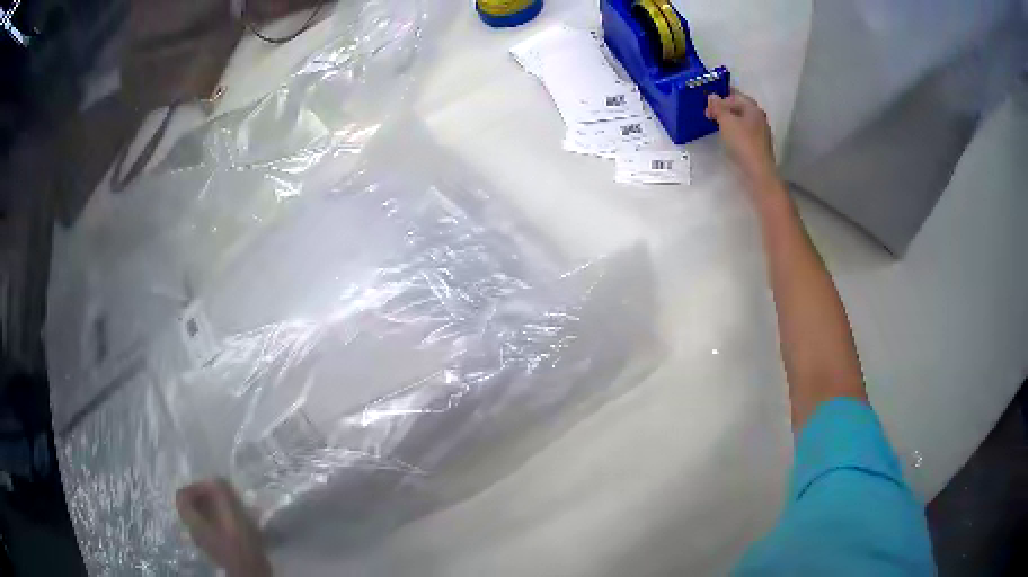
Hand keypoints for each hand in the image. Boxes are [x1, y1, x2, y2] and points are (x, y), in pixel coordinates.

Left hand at [176, 479, 271, 576]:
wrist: (250, 570)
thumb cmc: (238, 541)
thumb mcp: (231, 511)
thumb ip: (220, 490)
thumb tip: (215, 480)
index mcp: (191, 520)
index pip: (182, 495)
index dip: (195, 486)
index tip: (212, 487)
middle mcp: (193, 530)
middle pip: (192, 506)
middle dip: (206, 498)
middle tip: (223, 497)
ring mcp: (204, 541)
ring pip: (203, 518)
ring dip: (215, 509)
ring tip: (232, 509)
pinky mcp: (217, 549)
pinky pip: (212, 528)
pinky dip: (221, 522)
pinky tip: (236, 524)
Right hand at [706, 90, 778, 188]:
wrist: (758, 172)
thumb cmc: (742, 143)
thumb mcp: (726, 121)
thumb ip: (718, 107)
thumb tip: (712, 96)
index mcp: (753, 109)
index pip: (736, 96)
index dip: (721, 98)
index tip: (708, 106)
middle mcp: (759, 118)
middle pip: (740, 108)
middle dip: (725, 109)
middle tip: (711, 114)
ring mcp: (761, 134)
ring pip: (742, 121)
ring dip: (730, 120)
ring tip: (717, 125)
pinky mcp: (758, 147)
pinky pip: (744, 133)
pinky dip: (735, 131)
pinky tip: (728, 138)